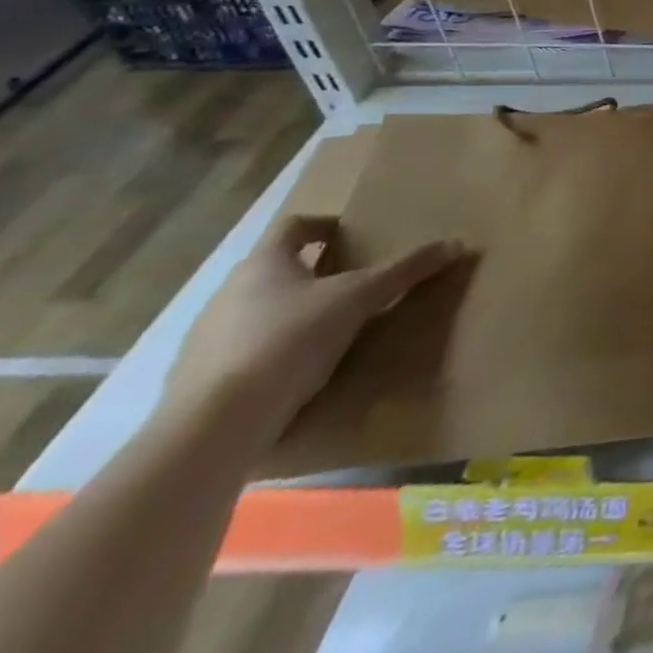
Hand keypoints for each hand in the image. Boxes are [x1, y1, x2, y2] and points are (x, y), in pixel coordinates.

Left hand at [162, 214, 465, 451]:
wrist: (214, 426)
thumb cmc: (289, 340)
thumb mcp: (360, 299)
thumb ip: (405, 270)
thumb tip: (456, 243)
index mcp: (263, 264)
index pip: (292, 226)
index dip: (323, 225)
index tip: (351, 235)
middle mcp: (227, 293)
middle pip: (274, 270)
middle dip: (312, 273)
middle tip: (352, 285)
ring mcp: (205, 339)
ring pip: (256, 312)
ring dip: (290, 314)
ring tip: (329, 331)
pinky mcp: (196, 382)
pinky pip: (241, 354)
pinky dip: (270, 354)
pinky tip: (296, 372)